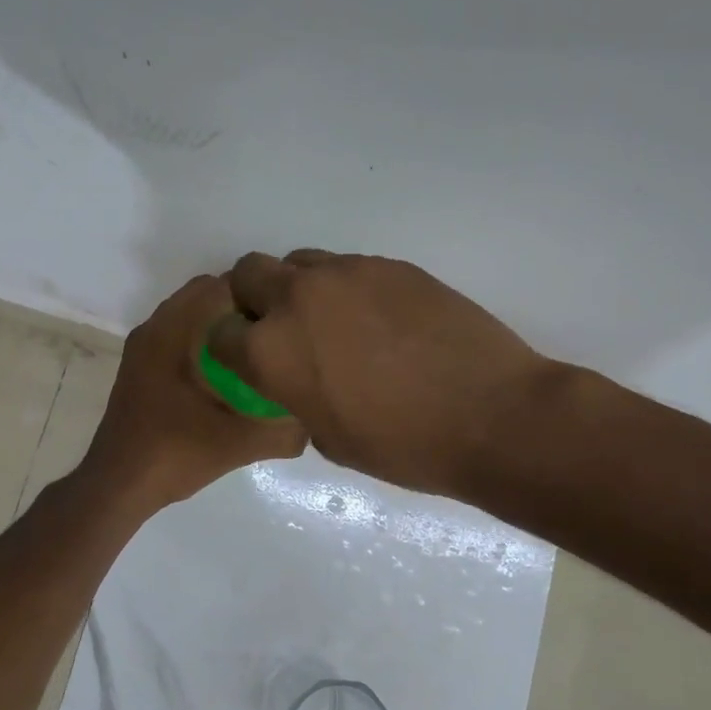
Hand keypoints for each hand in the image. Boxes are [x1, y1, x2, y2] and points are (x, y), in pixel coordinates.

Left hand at [82, 274, 307, 512]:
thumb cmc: (176, 453)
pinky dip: (203, 343)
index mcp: (172, 332)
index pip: (221, 286)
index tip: (286, 321)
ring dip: (222, 328)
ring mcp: (143, 348)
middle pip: (206, 296)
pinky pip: (178, 337)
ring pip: (191, 318)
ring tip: (256, 356)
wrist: (119, 485)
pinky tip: (226, 378)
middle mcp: (154, 329)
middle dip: (243, 311)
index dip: (259, 297)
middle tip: (276, 338)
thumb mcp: (240, 443)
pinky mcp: (140, 368)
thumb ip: (283, 430)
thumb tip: (314, 419)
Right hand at [209, 251, 559, 499]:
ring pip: (300, 263)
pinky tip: (381, 323)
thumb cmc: (404, 446)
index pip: (220, 333)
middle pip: (248, 273)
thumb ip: (296, 397)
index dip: (229, 349)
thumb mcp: (329, 438)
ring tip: (336, 325)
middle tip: (285, 331)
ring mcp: (347, 274)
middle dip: (253, 300)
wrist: (491, 414)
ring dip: (301, 290)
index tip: (249, 363)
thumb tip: (300, 379)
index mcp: (272, 351)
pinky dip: (348, 291)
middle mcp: (298, 299)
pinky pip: (348, 269)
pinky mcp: (390, 265)